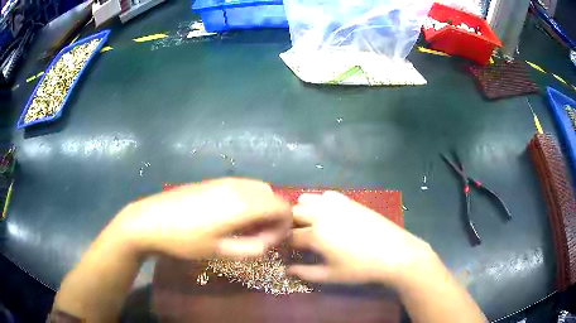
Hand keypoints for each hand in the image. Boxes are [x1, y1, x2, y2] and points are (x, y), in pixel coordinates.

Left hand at [115, 178, 290, 259]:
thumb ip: (253, 248)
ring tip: (246, 227)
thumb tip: (270, 240)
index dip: (285, 226)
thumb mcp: (221, 252)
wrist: (151, 220)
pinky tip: (231, 216)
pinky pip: (243, 187)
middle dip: (275, 216)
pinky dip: (249, 200)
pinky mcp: (214, 181)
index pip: (283, 208)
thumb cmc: (186, 240)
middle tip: (260, 237)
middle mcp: (239, 186)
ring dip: (262, 207)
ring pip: (259, 189)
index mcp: (244, 204)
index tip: (272, 242)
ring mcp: (225, 181)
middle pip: (273, 196)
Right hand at [288, 191, 433, 286]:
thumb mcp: (331, 275)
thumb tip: (287, 270)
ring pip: (307, 199)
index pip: (290, 236)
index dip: (284, 243)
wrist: (393, 252)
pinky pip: (326, 195)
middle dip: (288, 224)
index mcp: (316, 234)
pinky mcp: (348, 200)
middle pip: (293, 212)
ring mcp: (336, 204)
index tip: (285, 249)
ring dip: (302, 210)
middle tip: (294, 237)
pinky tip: (327, 214)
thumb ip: (305, 273)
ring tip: (308, 224)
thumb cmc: (361, 268)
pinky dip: (319, 202)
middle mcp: (322, 214)